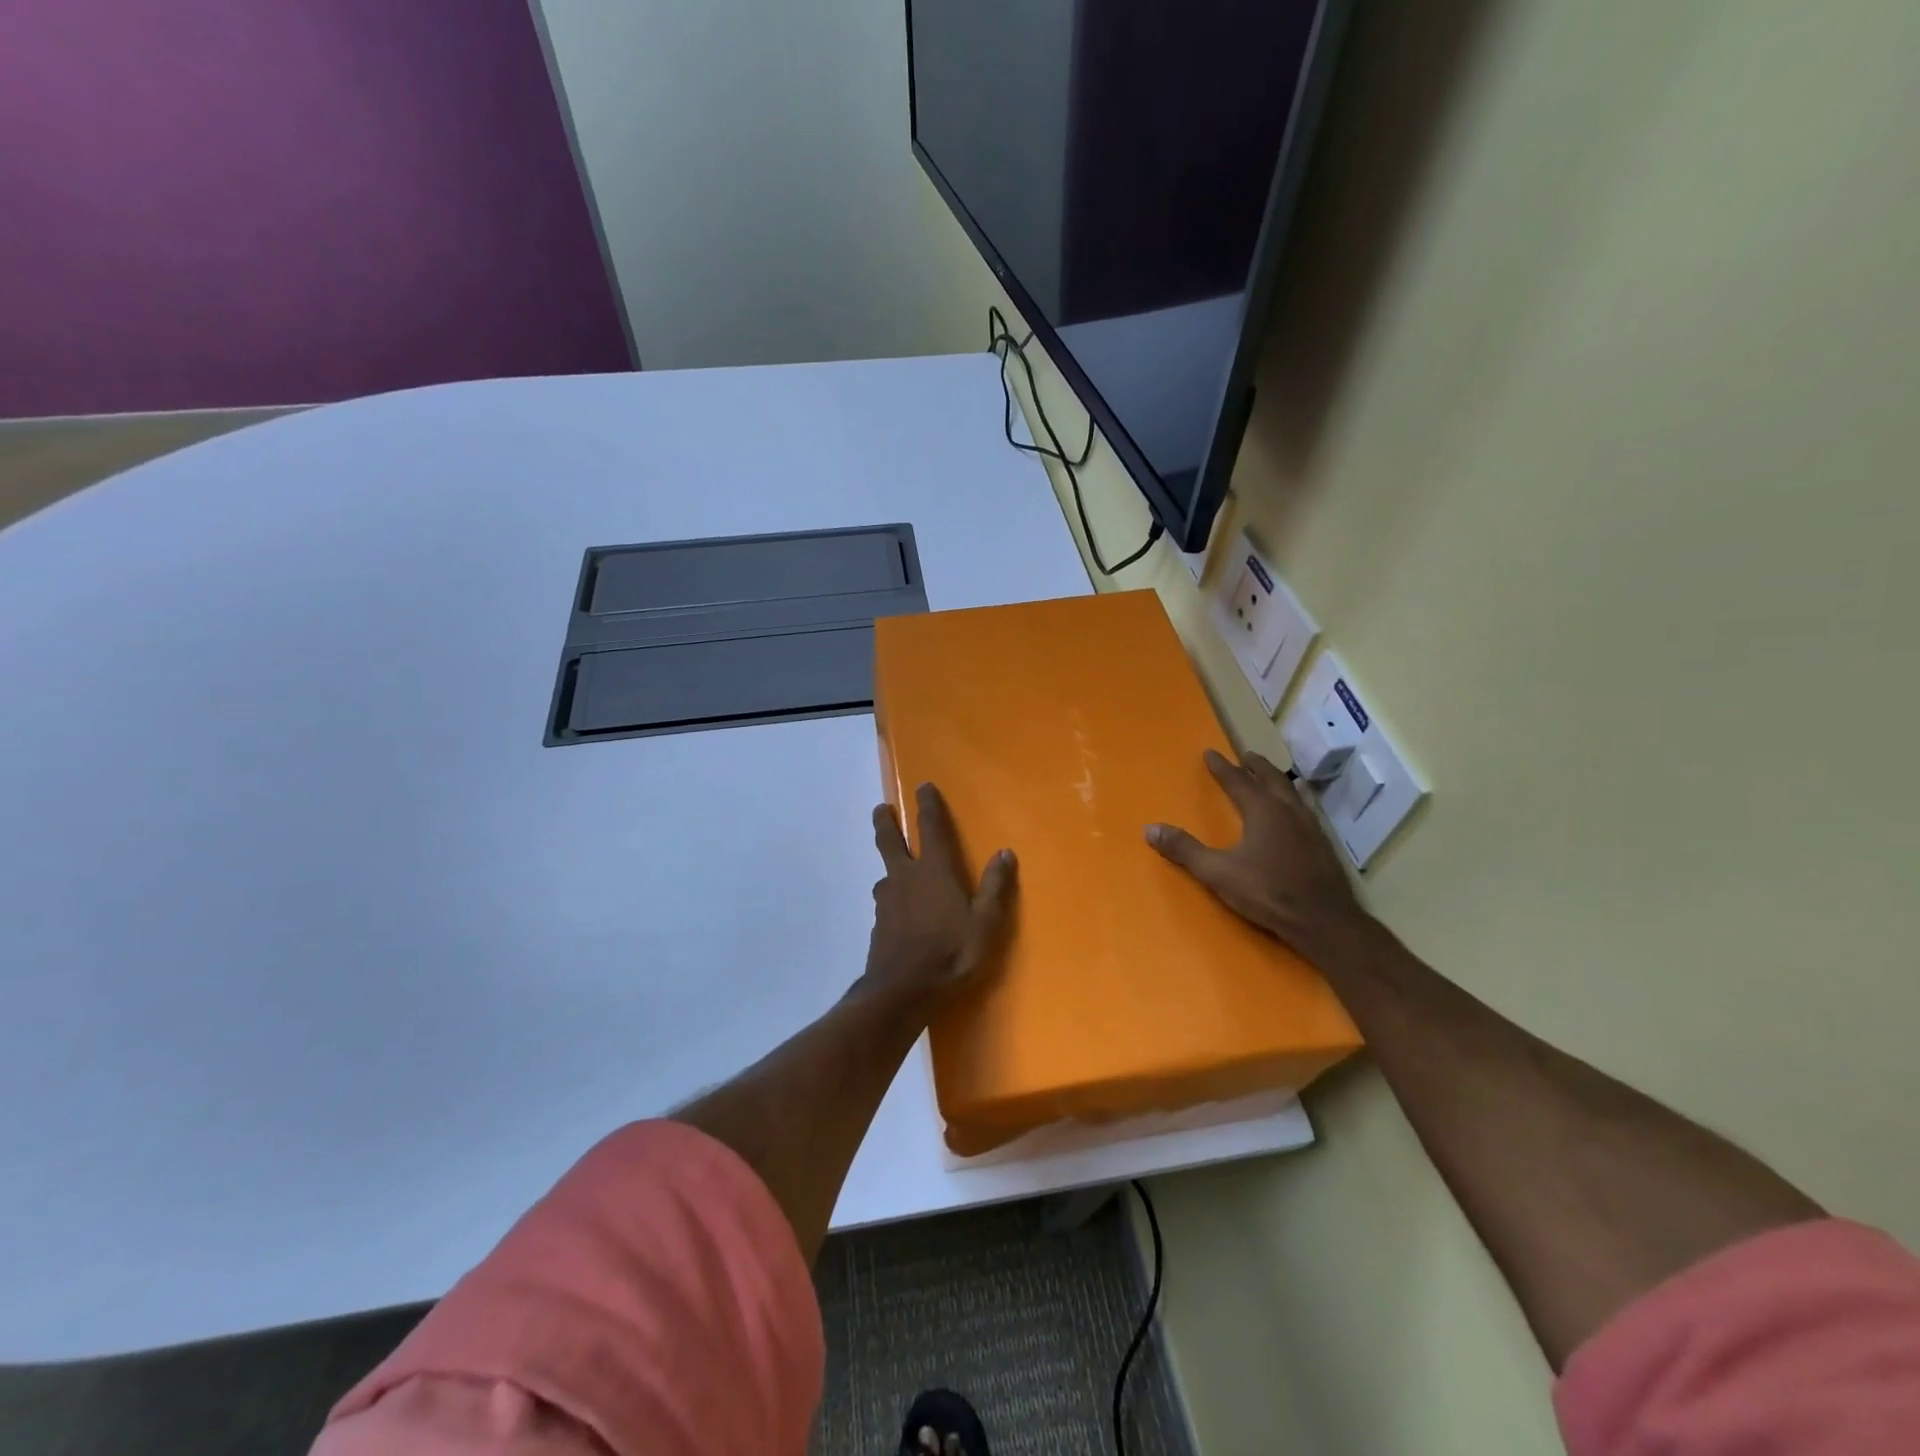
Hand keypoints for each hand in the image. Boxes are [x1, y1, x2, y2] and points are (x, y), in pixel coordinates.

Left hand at [866, 783, 1016, 1003]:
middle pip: (889, 841)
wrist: (902, 991)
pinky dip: (890, 897)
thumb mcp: (986, 922)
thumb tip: (1005, 852)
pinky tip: (895, 910)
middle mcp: (906, 878)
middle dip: (886, 822)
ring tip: (893, 867)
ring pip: (885, 873)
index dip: (927, 805)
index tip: (922, 786)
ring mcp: (888, 902)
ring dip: (888, 863)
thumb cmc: (951, 953)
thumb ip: (995, 886)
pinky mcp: (878, 925)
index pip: (930, 827)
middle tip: (882, 809)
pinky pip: (885, 902)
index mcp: (934, 870)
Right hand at [1146, 749, 1370, 956]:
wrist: (1323, 921)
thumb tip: (1150, 828)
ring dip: (1278, 781)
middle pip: (1271, 779)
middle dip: (1256, 766)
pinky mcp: (1322, 845)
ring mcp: (1310, 827)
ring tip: (1271, 778)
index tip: (1210, 752)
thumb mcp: (1218, 873)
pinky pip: (1305, 810)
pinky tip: (1294, 815)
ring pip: (1292, 793)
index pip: (1238, 781)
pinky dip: (1294, 801)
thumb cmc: (1268, 892)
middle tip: (1246, 756)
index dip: (1222, 767)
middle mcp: (1288, 811)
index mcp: (1263, 811)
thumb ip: (1185, 850)